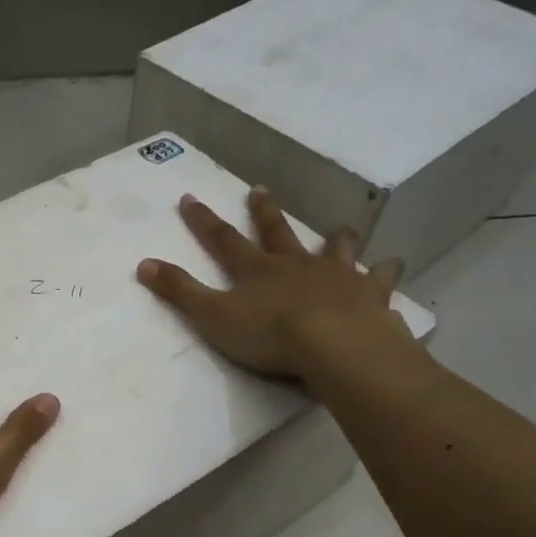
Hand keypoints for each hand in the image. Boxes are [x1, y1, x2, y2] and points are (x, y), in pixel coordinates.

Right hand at [136, 186, 415, 381]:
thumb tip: (142, 264)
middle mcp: (295, 264)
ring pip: (335, 248)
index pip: (223, 240)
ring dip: (334, 238)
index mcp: (256, 270)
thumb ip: (180, 292)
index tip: (189, 198)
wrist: (333, 345)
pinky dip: (385, 271)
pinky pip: (380, 278)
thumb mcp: (213, 316)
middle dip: (264, 213)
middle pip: (277, 233)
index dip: (203, 221)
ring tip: (340, 229)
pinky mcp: (368, 294)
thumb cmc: (269, 335)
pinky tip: (393, 266)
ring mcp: (336, 276)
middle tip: (259, 191)